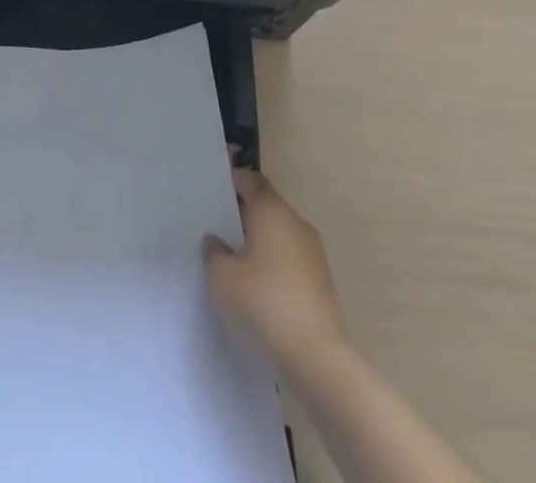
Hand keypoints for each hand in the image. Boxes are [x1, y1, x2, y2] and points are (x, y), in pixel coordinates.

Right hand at [202, 169, 343, 369]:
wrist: (314, 355)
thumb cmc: (263, 303)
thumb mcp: (222, 277)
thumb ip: (214, 252)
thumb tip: (216, 241)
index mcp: (271, 210)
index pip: (251, 180)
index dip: (233, 182)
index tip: (214, 194)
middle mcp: (295, 222)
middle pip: (266, 206)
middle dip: (244, 215)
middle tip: (219, 229)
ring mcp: (312, 252)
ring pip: (280, 234)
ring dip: (261, 241)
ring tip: (237, 262)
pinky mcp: (322, 281)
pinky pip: (292, 259)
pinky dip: (275, 264)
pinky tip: (260, 289)